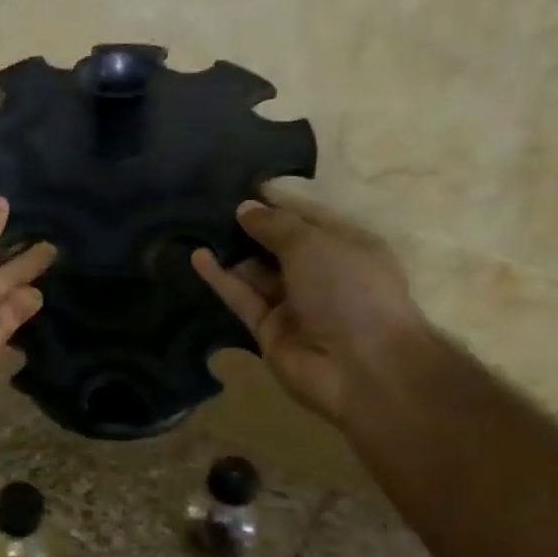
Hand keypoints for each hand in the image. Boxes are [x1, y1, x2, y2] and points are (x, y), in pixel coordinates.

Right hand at [192, 196, 431, 425]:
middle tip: (213, 205)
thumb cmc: (349, 290)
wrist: (360, 367)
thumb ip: (275, 225)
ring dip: (232, 252)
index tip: (245, 188)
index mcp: (348, 248)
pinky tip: (197, 255)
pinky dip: (220, 278)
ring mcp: (295, 305)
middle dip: (252, 228)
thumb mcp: (313, 243)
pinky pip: (242, 298)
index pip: (309, 220)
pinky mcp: (268, 330)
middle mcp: (322, 275)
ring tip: (198, 226)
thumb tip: (244, 209)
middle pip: (280, 247)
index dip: (279, 204)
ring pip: (257, 272)